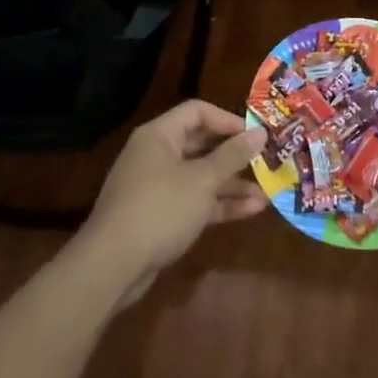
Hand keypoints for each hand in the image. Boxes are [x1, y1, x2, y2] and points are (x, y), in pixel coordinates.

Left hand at [78, 101, 267, 303]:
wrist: (112, 266)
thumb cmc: (160, 209)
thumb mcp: (202, 180)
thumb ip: (232, 156)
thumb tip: (260, 133)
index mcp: (160, 135)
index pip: (198, 112)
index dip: (229, 120)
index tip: (256, 135)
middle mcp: (156, 155)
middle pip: (201, 145)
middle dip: (235, 156)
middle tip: (265, 162)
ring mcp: (156, 187)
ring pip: (200, 177)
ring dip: (231, 184)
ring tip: (266, 194)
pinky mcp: (159, 216)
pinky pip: (194, 201)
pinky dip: (218, 204)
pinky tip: (249, 212)